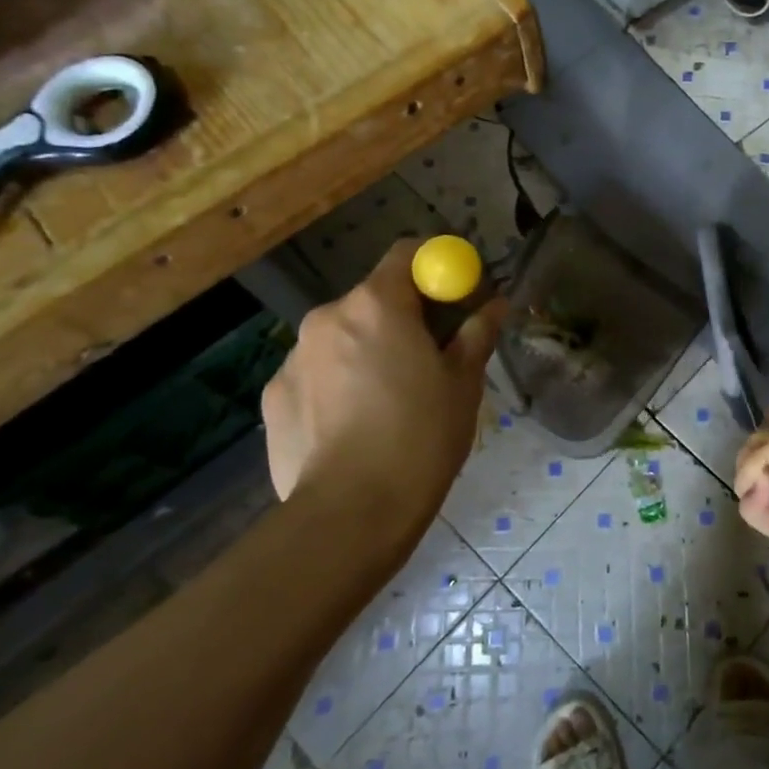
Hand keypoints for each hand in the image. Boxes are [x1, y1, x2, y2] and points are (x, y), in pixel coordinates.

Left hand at [261, 240, 503, 524]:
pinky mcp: (273, 396)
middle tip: (428, 360)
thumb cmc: (421, 438)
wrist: (351, 514)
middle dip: (402, 318)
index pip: (407, 254)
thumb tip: (495, 304)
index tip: (455, 298)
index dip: (435, 269)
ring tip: (387, 404)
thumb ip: (477, 333)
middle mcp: (327, 317)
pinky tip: (352, 429)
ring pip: (341, 338)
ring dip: (366, 352)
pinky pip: (315, 374)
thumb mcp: (463, 384)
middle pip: (372, 299)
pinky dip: (336, 386)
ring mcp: (292, 357)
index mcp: (377, 305)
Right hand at [734, 394, 768, 578]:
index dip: (762, 433)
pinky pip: (751, 510)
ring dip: (750, 473)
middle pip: (752, 457)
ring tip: (768, 478)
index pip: (766, 434)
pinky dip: (754, 498)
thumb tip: (768, 426)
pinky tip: (767, 494)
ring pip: (747, 482)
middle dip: (753, 453)